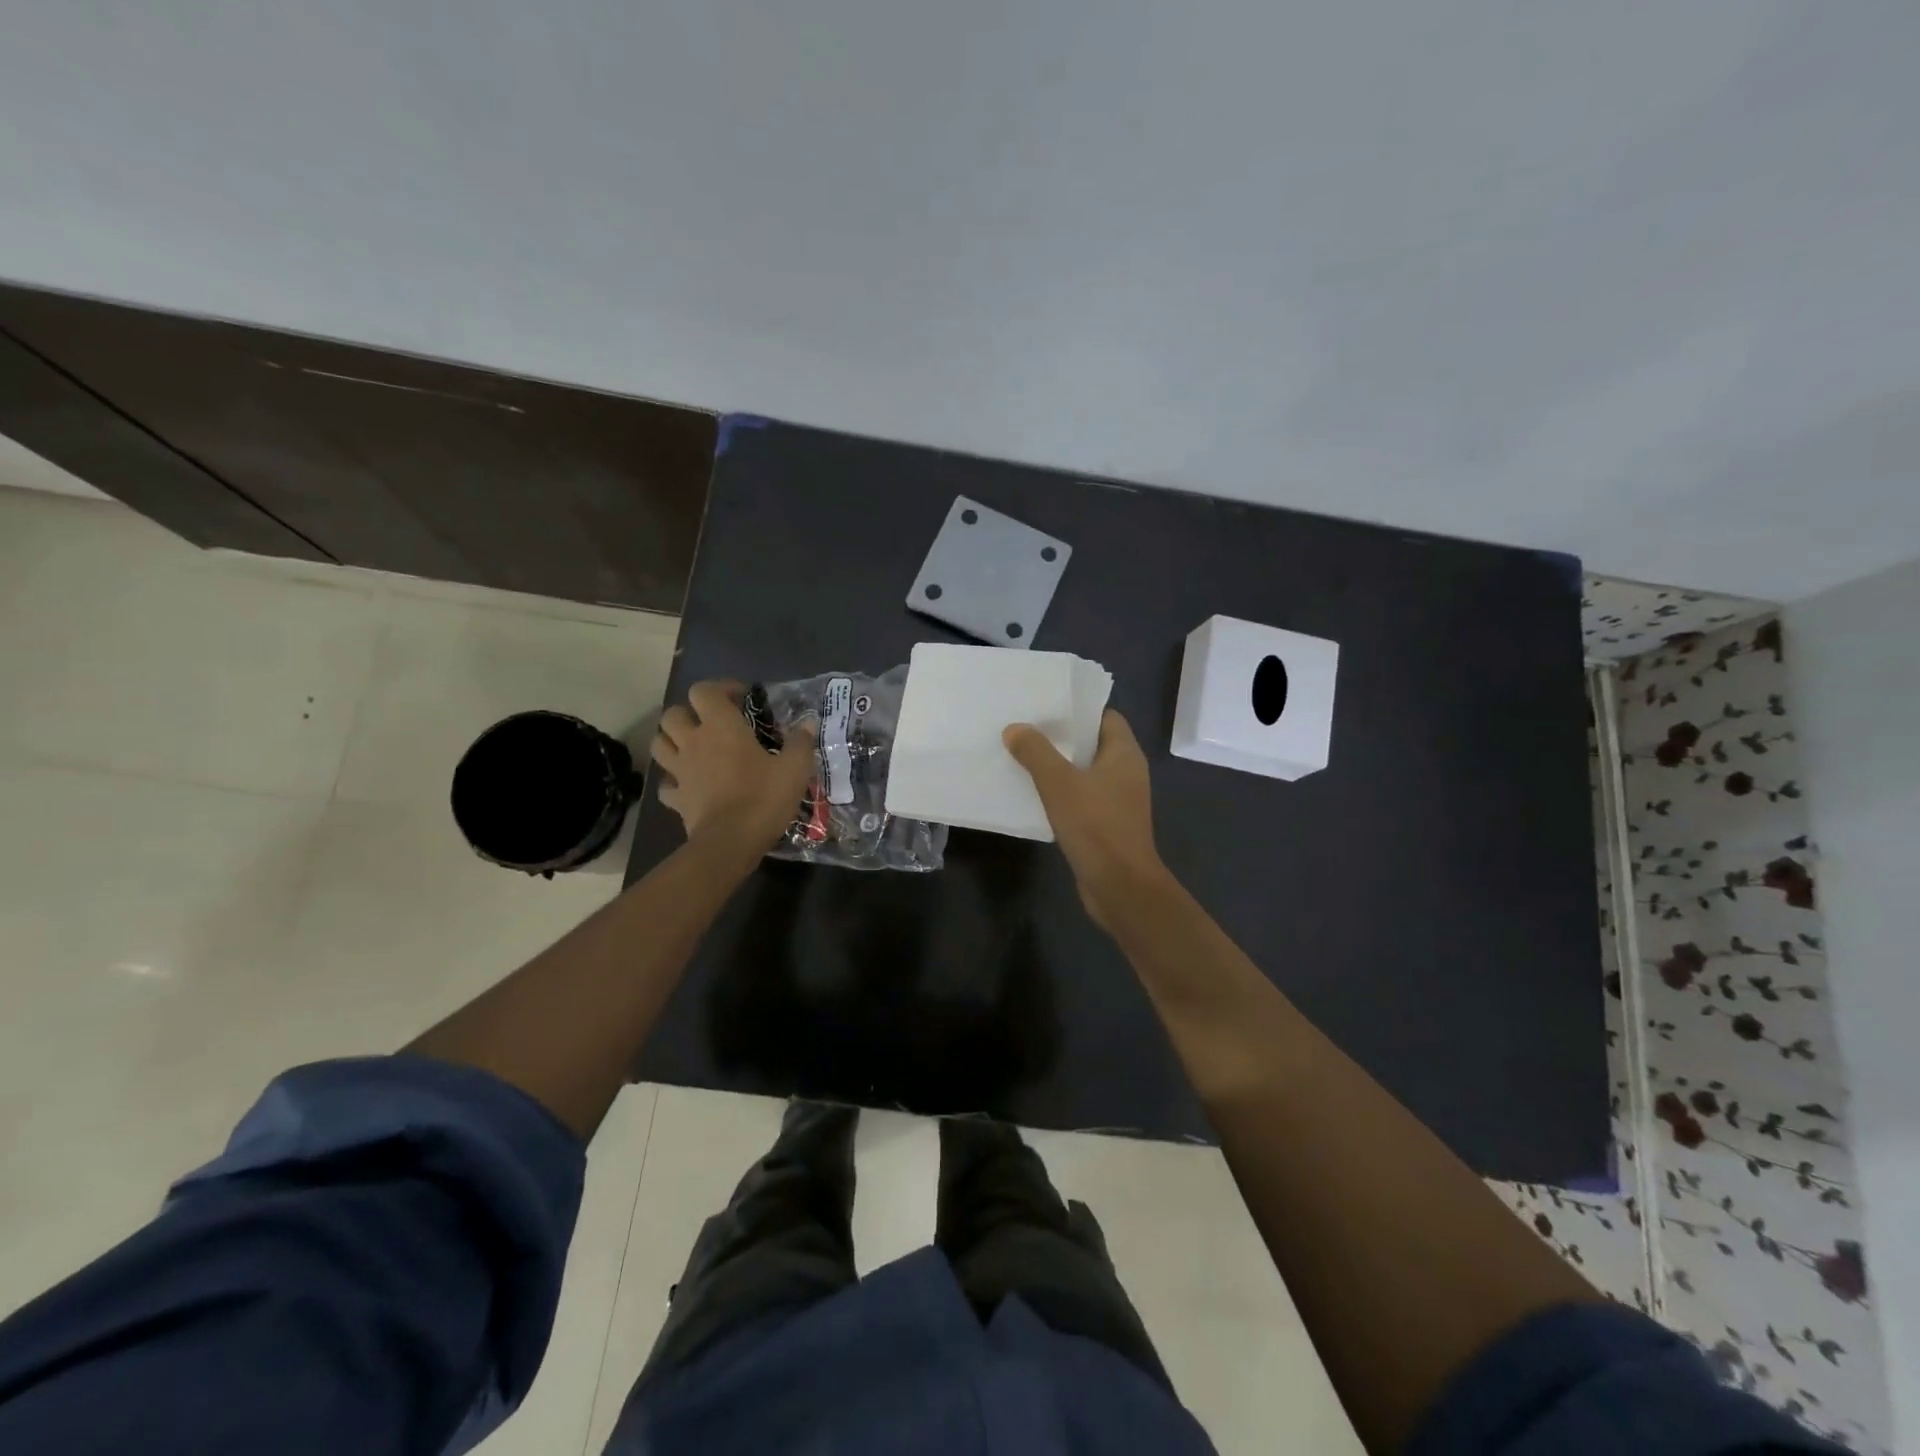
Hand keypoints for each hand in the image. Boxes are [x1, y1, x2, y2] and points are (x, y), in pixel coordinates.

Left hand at [652, 681, 817, 854]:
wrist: (731, 842)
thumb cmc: (763, 798)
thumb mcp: (795, 768)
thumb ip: (801, 742)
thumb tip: (808, 724)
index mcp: (721, 726)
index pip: (704, 690)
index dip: (720, 689)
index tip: (741, 700)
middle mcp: (693, 741)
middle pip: (673, 714)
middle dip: (689, 713)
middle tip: (712, 724)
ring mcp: (680, 771)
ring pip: (659, 743)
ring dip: (672, 740)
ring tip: (693, 748)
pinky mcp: (676, 798)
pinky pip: (666, 783)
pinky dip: (674, 780)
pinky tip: (689, 784)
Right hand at [1003, 710, 1169, 928]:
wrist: (1120, 886)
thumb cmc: (1096, 825)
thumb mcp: (1059, 783)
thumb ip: (1036, 752)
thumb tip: (1015, 728)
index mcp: (1124, 754)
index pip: (1105, 716)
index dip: (1077, 709)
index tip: (1045, 705)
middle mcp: (1126, 772)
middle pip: (1092, 743)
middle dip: (1061, 736)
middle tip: (1024, 727)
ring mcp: (1118, 800)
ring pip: (1084, 772)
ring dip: (1058, 765)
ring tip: (1021, 755)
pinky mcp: (1107, 824)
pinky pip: (1081, 797)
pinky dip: (1061, 792)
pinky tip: (1033, 793)